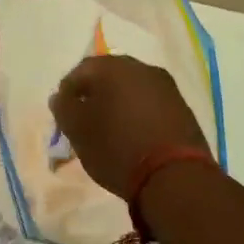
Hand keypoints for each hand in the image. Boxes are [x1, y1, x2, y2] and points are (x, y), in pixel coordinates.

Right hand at [49, 55, 211, 196]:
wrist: (175, 176)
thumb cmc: (117, 148)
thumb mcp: (79, 131)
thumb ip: (64, 109)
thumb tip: (60, 97)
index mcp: (113, 67)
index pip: (81, 70)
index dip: (68, 91)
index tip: (64, 115)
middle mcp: (141, 68)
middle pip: (109, 76)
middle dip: (94, 95)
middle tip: (85, 121)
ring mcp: (166, 86)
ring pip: (132, 89)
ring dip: (118, 104)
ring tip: (110, 131)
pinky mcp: (182, 107)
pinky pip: (151, 103)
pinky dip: (138, 115)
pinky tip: (134, 136)